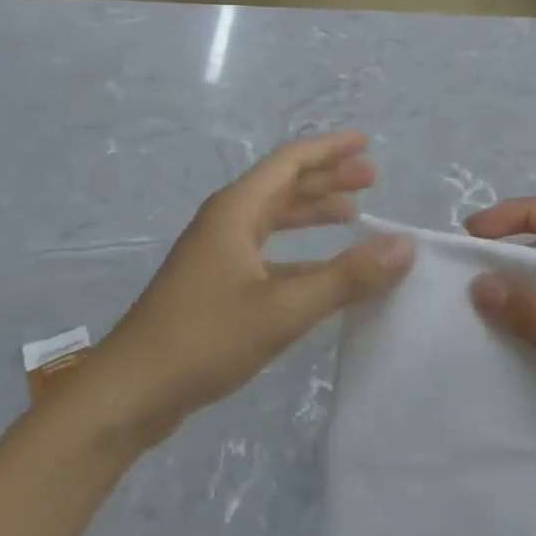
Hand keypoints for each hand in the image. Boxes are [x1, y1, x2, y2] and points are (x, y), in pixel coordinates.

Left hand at [91, 132, 412, 446]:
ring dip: (313, 213)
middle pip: (283, 186)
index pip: (289, 162)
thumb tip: (404, 246)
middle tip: (371, 179)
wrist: (131, 392)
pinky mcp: (216, 286)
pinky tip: (322, 271)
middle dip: (327, 179)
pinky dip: (300, 253)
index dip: (329, 149)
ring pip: (274, 220)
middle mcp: (226, 223)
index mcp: (236, 211)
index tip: (366, 143)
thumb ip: (346, 278)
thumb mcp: (283, 308)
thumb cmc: (204, 339)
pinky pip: (268, 253)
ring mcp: (218, 255)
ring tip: (354, 214)